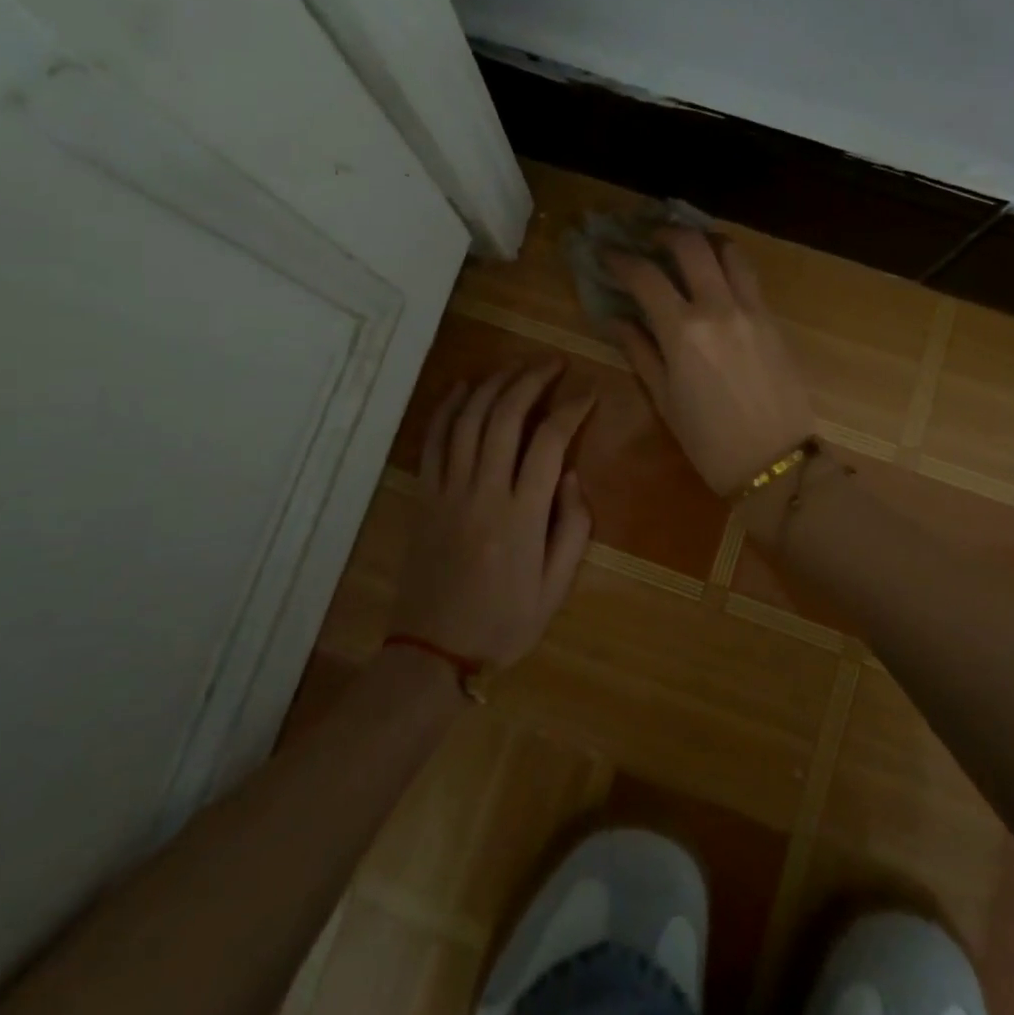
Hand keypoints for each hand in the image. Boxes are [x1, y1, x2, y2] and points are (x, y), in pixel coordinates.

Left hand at [391, 361, 596, 668]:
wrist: (433, 651)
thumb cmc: (503, 623)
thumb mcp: (555, 588)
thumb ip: (572, 528)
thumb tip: (573, 476)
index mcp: (521, 515)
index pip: (549, 442)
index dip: (572, 409)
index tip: (589, 393)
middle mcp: (483, 491)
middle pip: (505, 416)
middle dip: (532, 380)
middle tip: (553, 363)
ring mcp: (448, 489)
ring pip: (468, 419)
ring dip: (493, 383)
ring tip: (516, 366)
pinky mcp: (424, 494)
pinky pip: (433, 440)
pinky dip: (447, 406)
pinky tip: (463, 386)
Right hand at [606, 228, 814, 493]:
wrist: (776, 463)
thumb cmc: (710, 442)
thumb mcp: (664, 400)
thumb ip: (640, 352)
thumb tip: (617, 320)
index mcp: (684, 331)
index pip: (645, 276)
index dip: (620, 259)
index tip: (606, 252)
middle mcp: (719, 308)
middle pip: (691, 245)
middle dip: (665, 232)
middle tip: (649, 237)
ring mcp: (753, 309)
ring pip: (730, 251)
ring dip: (704, 240)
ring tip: (689, 247)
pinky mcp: (774, 319)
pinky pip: (749, 277)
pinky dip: (728, 265)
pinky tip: (717, 277)